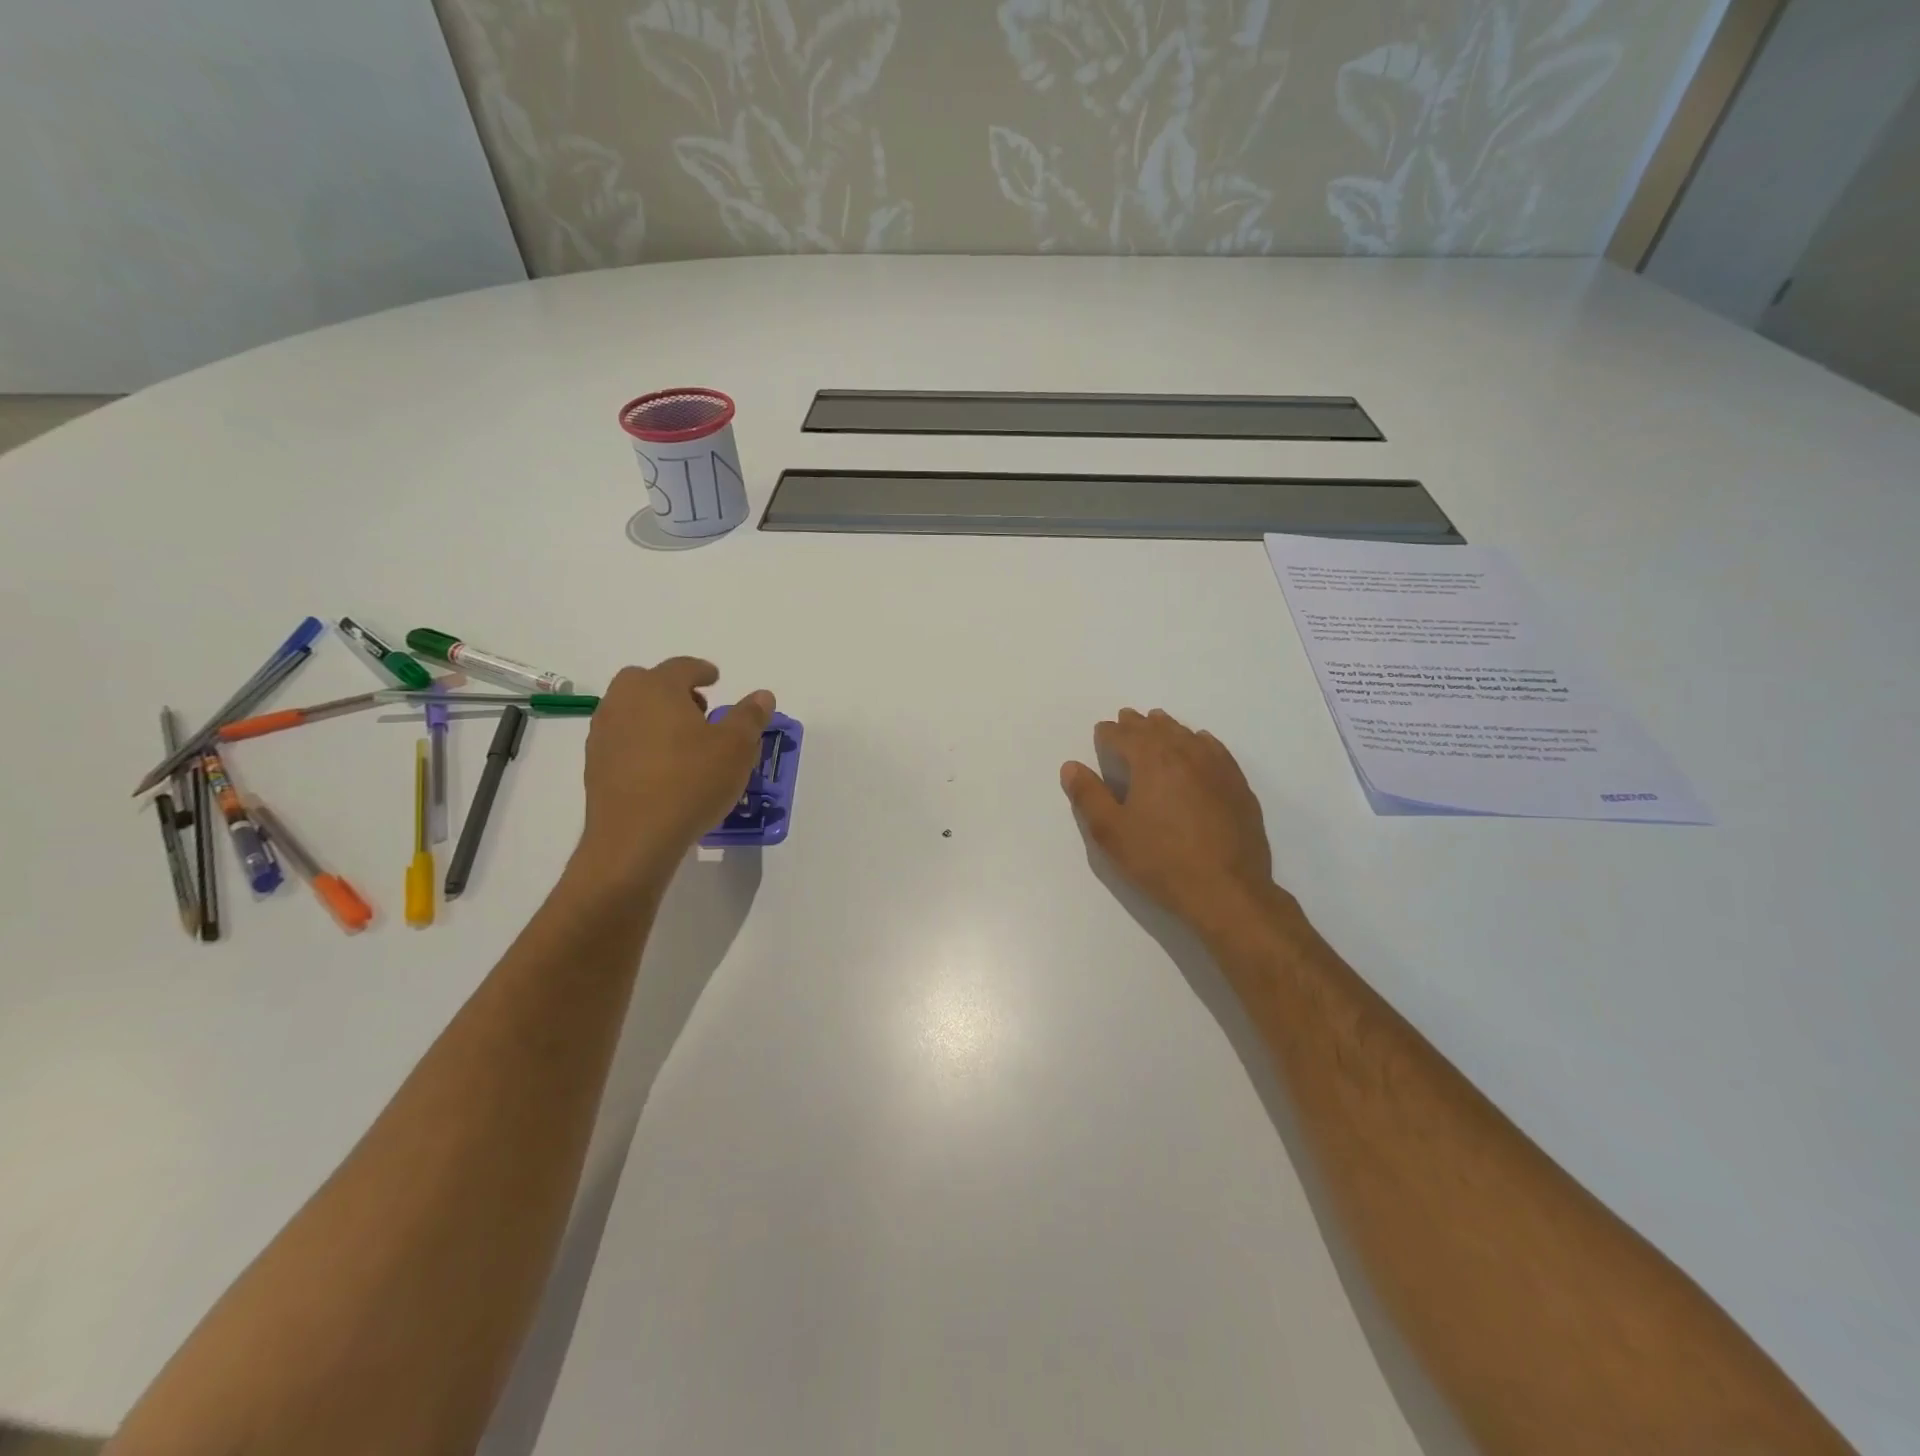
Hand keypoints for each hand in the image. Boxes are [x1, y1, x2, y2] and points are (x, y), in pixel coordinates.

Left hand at [575, 658, 774, 890]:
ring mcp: (603, 733)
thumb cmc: (691, 782)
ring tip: (682, 741)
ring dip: (654, 715)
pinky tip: (661, 767)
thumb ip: (750, 717)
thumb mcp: (736, 748)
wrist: (634, 838)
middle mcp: (623, 702)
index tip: (715, 678)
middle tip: (698, 709)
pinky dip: (641, 741)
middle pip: (646, 681)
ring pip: (630, 709)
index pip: (681, 667)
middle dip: (672, 689)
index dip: (702, 670)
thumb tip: (762, 695)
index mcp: (657, 688)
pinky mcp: (595, 765)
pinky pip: (622, 739)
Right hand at [1061, 709, 1279, 932]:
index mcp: (1151, 760)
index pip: (1124, 736)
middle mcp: (1185, 753)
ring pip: (1187, 735)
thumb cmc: (1160, 861)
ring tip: (1158, 723)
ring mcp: (1217, 767)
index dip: (1108, 733)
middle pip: (1157, 729)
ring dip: (1168, 727)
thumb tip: (1071, 766)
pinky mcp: (1238, 785)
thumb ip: (1088, 796)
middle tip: (1126, 718)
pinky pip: (1215, 750)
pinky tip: (1200, 744)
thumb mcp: (1111, 833)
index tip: (1101, 731)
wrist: (1227, 890)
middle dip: (1138, 723)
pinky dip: (1200, 741)